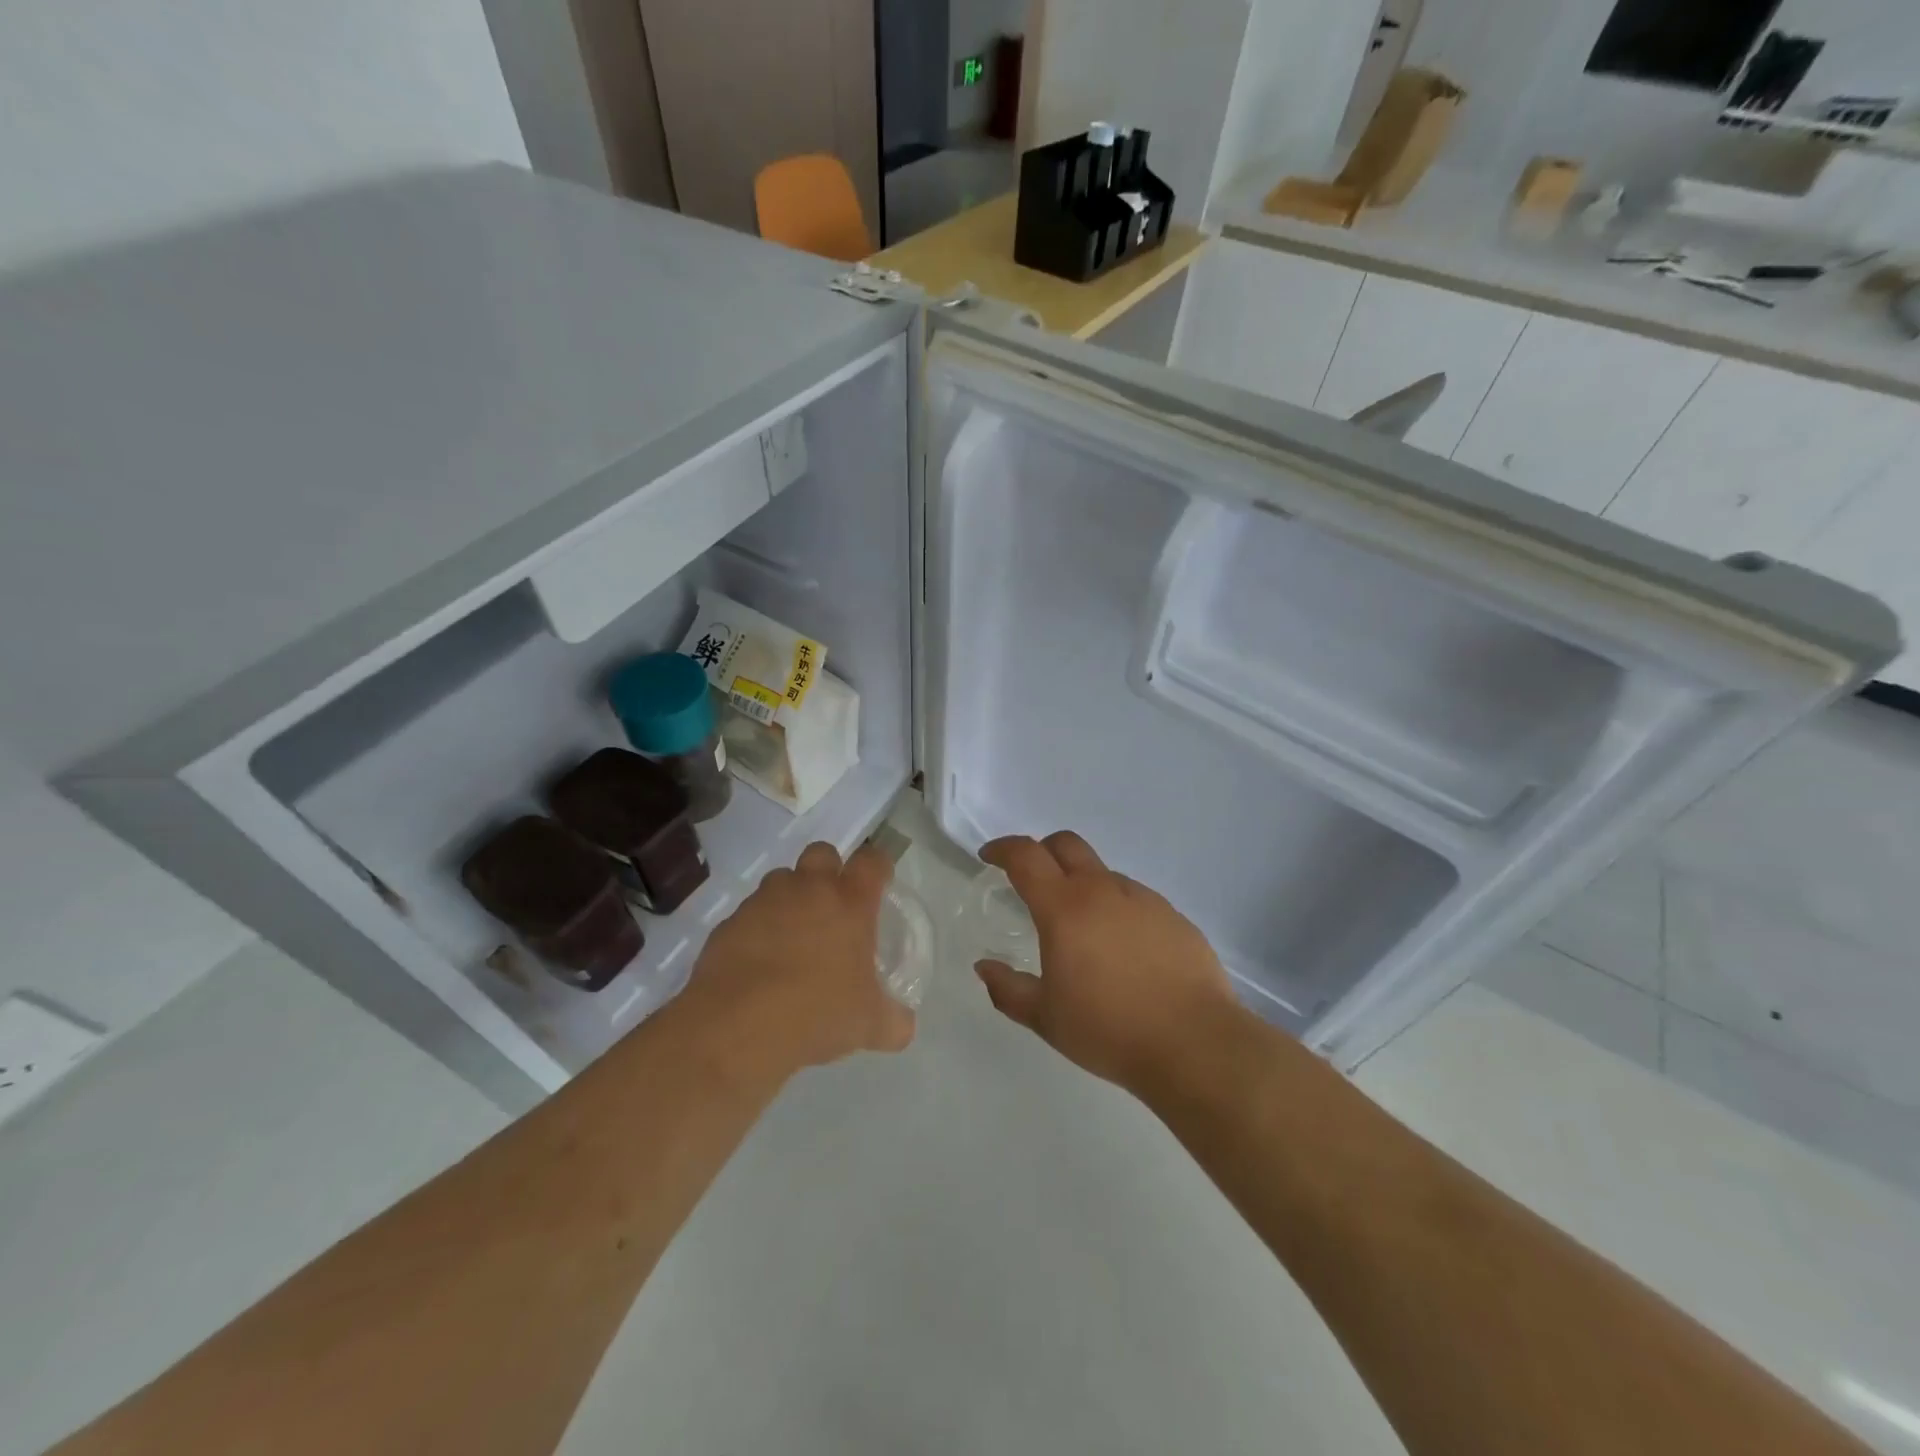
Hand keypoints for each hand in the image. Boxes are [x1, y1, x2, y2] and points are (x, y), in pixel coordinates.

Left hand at [686, 842, 914, 1081]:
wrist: (738, 1026)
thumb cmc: (817, 1013)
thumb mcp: (868, 1025)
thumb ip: (893, 1020)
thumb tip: (904, 1026)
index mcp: (850, 902)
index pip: (872, 861)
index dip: (878, 867)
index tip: (880, 882)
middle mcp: (808, 889)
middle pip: (822, 853)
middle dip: (829, 869)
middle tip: (833, 904)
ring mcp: (765, 901)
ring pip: (781, 880)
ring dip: (790, 897)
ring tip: (793, 935)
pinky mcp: (730, 922)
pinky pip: (750, 913)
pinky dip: (758, 928)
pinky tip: (759, 962)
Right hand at [973, 832, 1238, 1091]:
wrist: (1195, 1044)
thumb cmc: (1109, 1030)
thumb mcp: (1046, 1018)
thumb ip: (1008, 990)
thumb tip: (985, 967)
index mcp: (1065, 908)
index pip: (1026, 856)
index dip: (1003, 848)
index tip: (989, 857)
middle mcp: (1103, 891)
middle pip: (1066, 844)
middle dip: (1042, 851)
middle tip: (1031, 879)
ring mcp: (1144, 900)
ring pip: (1103, 874)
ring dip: (1083, 886)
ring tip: (1083, 931)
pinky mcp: (1174, 916)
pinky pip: (1135, 900)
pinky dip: (1117, 910)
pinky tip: (1124, 952)